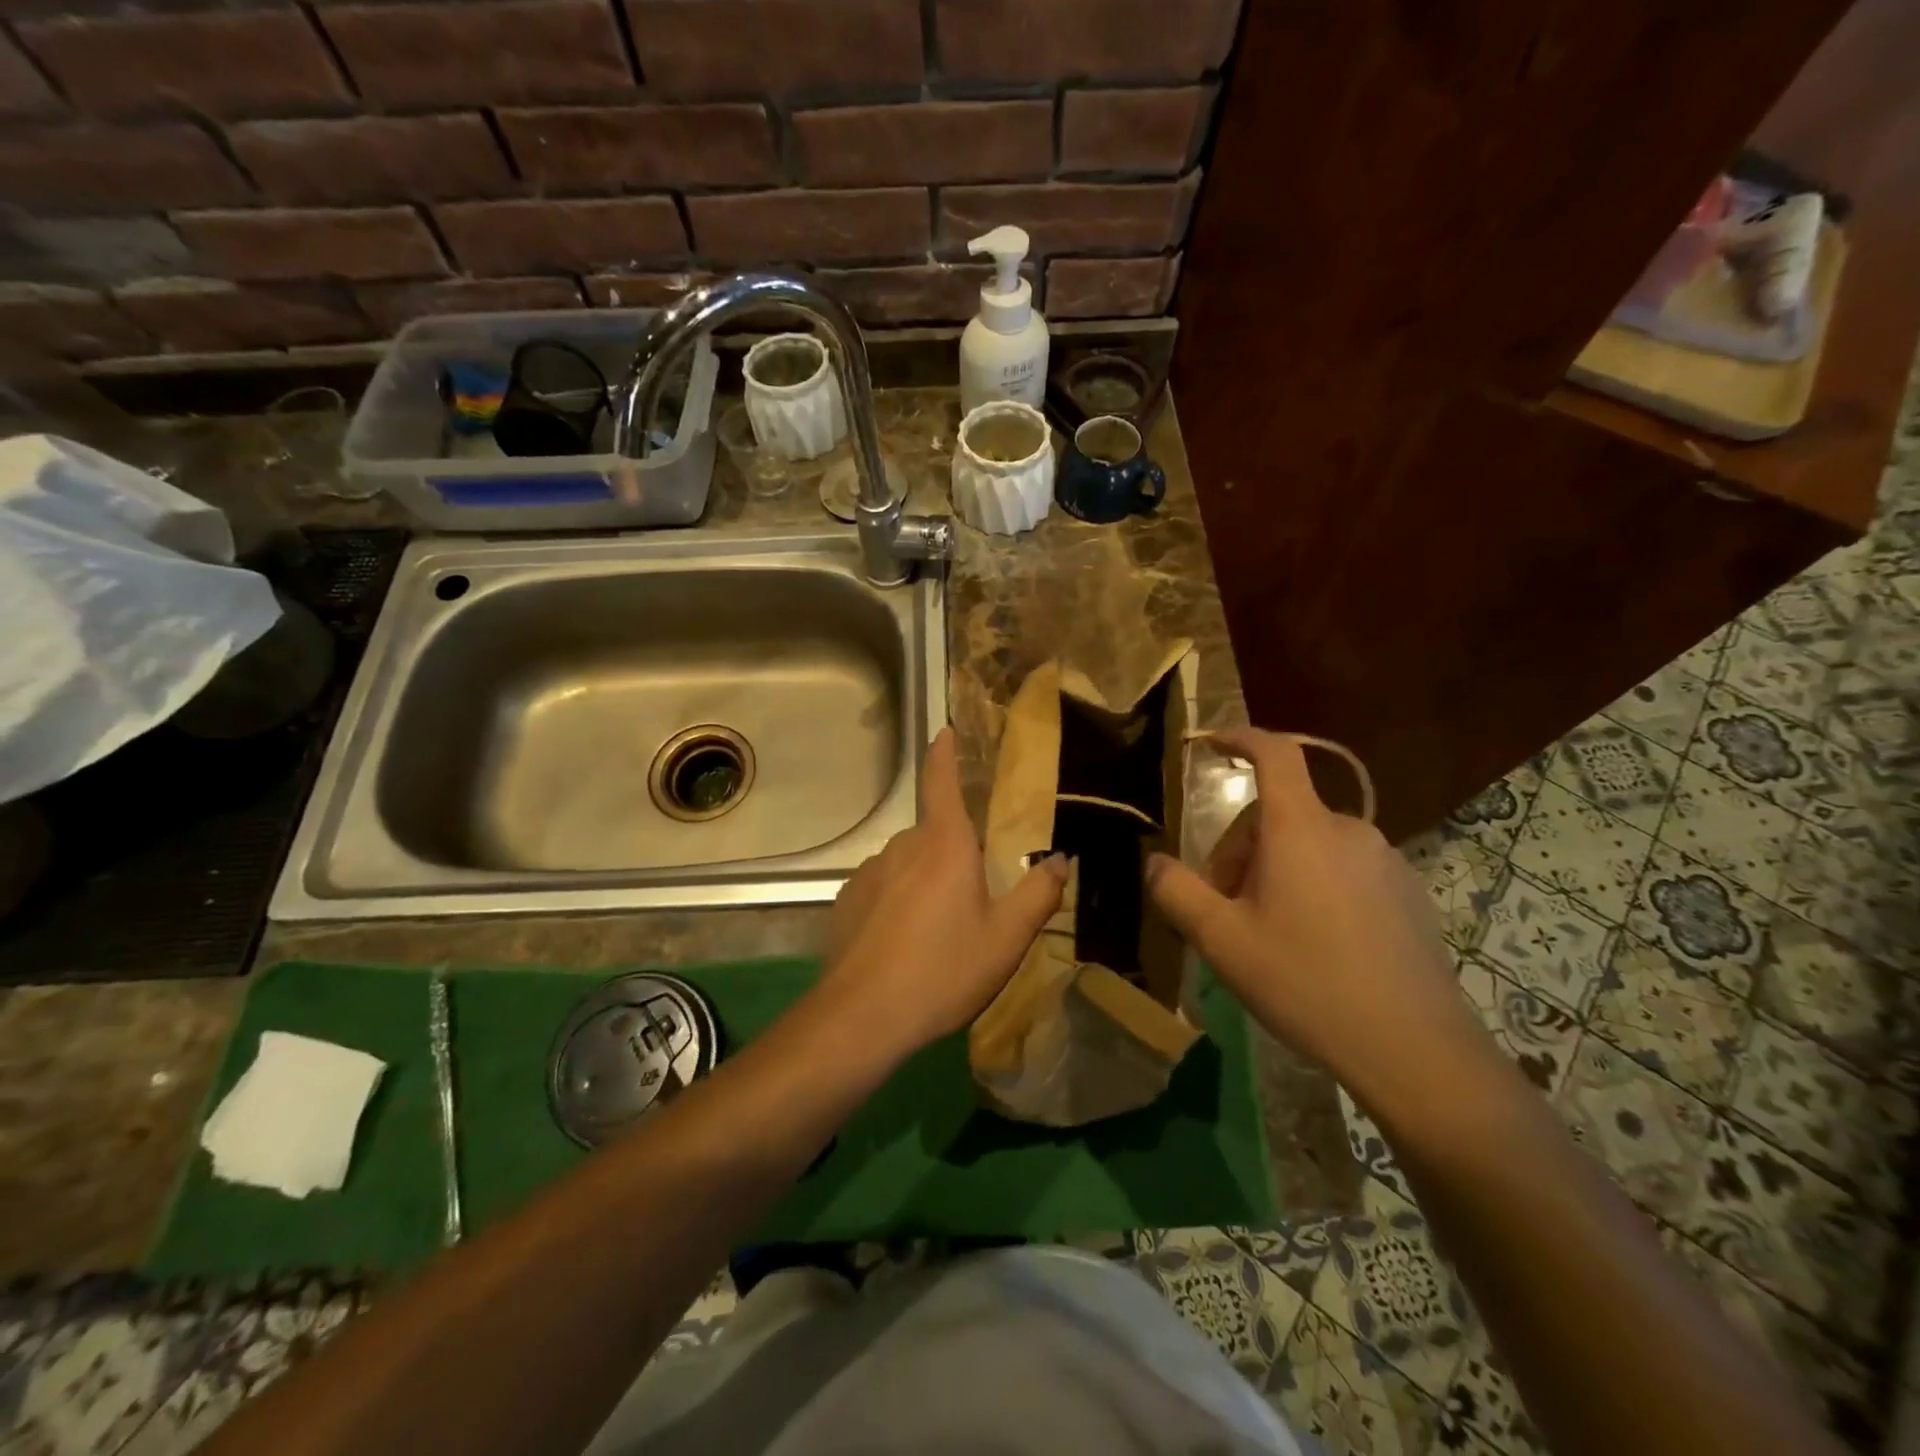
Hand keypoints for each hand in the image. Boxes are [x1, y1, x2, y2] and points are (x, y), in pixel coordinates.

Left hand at [814, 727, 1070, 1061]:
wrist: (862, 1016)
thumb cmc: (943, 970)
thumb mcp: (1006, 938)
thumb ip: (1038, 894)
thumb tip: (1059, 860)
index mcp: (944, 844)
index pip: (942, 781)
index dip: (945, 753)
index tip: (945, 731)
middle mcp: (902, 846)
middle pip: (933, 835)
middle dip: (952, 855)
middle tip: (971, 900)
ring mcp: (868, 873)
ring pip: (907, 865)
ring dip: (924, 883)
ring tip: (936, 934)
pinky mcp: (846, 901)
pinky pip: (881, 890)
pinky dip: (895, 904)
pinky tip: (902, 945)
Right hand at [1146, 728, 1497, 1114]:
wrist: (1414, 1049)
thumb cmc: (1305, 982)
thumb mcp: (1221, 941)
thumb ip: (1177, 892)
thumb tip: (1154, 862)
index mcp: (1300, 829)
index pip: (1275, 754)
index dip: (1242, 738)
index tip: (1212, 745)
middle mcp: (1347, 830)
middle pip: (1278, 814)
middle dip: (1240, 849)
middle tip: (1224, 907)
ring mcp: (1384, 861)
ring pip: (1309, 845)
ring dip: (1275, 871)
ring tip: (1266, 932)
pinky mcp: (1407, 893)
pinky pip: (1342, 869)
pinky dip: (1313, 886)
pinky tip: (1314, 945)